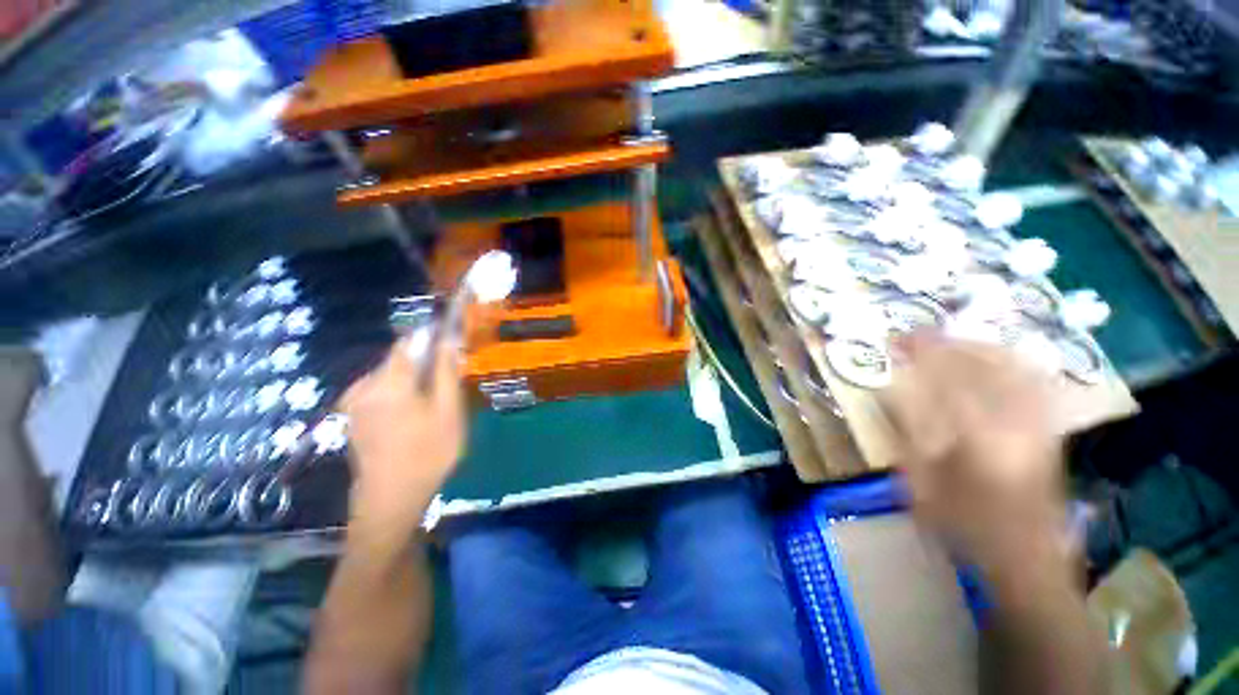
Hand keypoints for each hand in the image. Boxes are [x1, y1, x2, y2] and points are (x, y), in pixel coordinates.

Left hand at [339, 331, 465, 532]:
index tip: (452, 338)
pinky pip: (379, 390)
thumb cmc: (427, 453)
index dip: (431, 334)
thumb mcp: (448, 411)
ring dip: (412, 378)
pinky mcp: (353, 416)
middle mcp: (365, 385)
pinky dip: (399, 391)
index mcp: (389, 381)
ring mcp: (355, 402)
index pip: (409, 341)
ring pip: (389, 375)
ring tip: (434, 401)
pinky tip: (414, 414)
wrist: (389, 500)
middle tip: (448, 380)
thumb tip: (448, 340)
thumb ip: (445, 372)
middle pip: (398, 358)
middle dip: (424, 361)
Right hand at [883, 331, 1065, 579]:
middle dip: (946, 341)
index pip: (945, 374)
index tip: (897, 337)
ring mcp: (1037, 421)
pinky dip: (1010, 361)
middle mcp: (1013, 420)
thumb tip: (894, 390)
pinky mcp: (1048, 426)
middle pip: (980, 361)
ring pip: (1010, 364)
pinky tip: (993, 356)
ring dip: (975, 346)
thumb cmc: (963, 523)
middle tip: (917, 334)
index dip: (920, 349)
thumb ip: (908, 432)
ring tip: (949, 340)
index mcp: (975, 435)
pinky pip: (1033, 379)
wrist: (1027, 555)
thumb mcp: (920, 482)